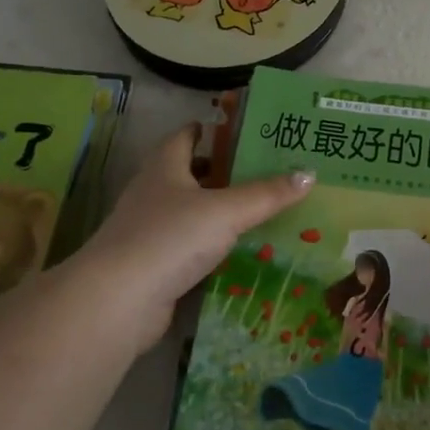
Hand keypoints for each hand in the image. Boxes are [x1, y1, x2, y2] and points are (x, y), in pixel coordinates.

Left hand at [71, 124, 313, 354]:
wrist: (120, 299)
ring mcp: (150, 231)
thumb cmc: (171, 238)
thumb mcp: (226, 211)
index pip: (185, 137)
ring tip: (259, 211)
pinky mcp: (154, 264)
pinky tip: (238, 253)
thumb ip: (266, 194)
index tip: (239, 130)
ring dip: (217, 211)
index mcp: (164, 167)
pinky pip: (189, 247)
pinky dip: (211, 247)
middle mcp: (153, 193)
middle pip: (188, 174)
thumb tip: (308, 173)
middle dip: (221, 172)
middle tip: (263, 172)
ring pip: (189, 213)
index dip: (209, 130)